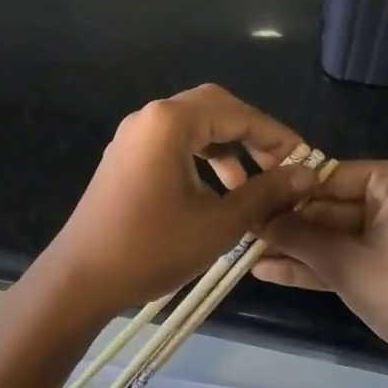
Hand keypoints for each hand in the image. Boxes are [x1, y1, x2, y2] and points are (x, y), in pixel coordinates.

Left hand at [37, 84, 317, 321]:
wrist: (80, 279)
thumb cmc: (151, 249)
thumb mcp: (219, 224)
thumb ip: (266, 194)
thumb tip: (307, 175)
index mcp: (171, 122)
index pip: (239, 114)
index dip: (278, 137)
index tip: (306, 162)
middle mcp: (151, 116)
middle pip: (216, 108)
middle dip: (252, 136)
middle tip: (280, 168)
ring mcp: (134, 135)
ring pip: (195, 126)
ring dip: (228, 148)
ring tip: (252, 188)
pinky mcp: (126, 155)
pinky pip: (174, 142)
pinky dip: (202, 158)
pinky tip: (217, 192)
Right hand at [254, 160, 387, 387]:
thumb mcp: (345, 263)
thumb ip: (298, 237)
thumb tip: (254, 218)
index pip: (332, 176)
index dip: (288, 191)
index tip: (248, 197)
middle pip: (332, 207)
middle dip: (289, 224)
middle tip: (241, 228)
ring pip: (336, 235)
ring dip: (296, 247)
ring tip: (245, 251)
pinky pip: (347, 256)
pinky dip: (315, 265)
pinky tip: (269, 271)